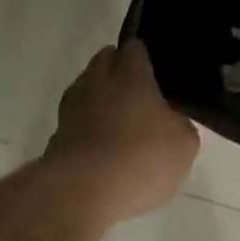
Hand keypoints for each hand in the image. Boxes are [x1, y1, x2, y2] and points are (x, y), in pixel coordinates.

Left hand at [44, 41, 199, 218]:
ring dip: (101, 103)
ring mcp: (71, 108)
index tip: (157, 71)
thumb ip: (179, 123)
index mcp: (130, 72)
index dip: (145, 57)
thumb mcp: (183, 142)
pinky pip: (77, 124)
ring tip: (122, 127)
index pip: (135, 48)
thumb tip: (171, 121)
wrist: (83, 192)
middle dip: (120, 73)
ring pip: (87, 92)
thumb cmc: (142, 156)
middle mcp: (96, 81)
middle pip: (105, 63)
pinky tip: (105, 152)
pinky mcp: (56, 137)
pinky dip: (89, 131)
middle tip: (142, 96)